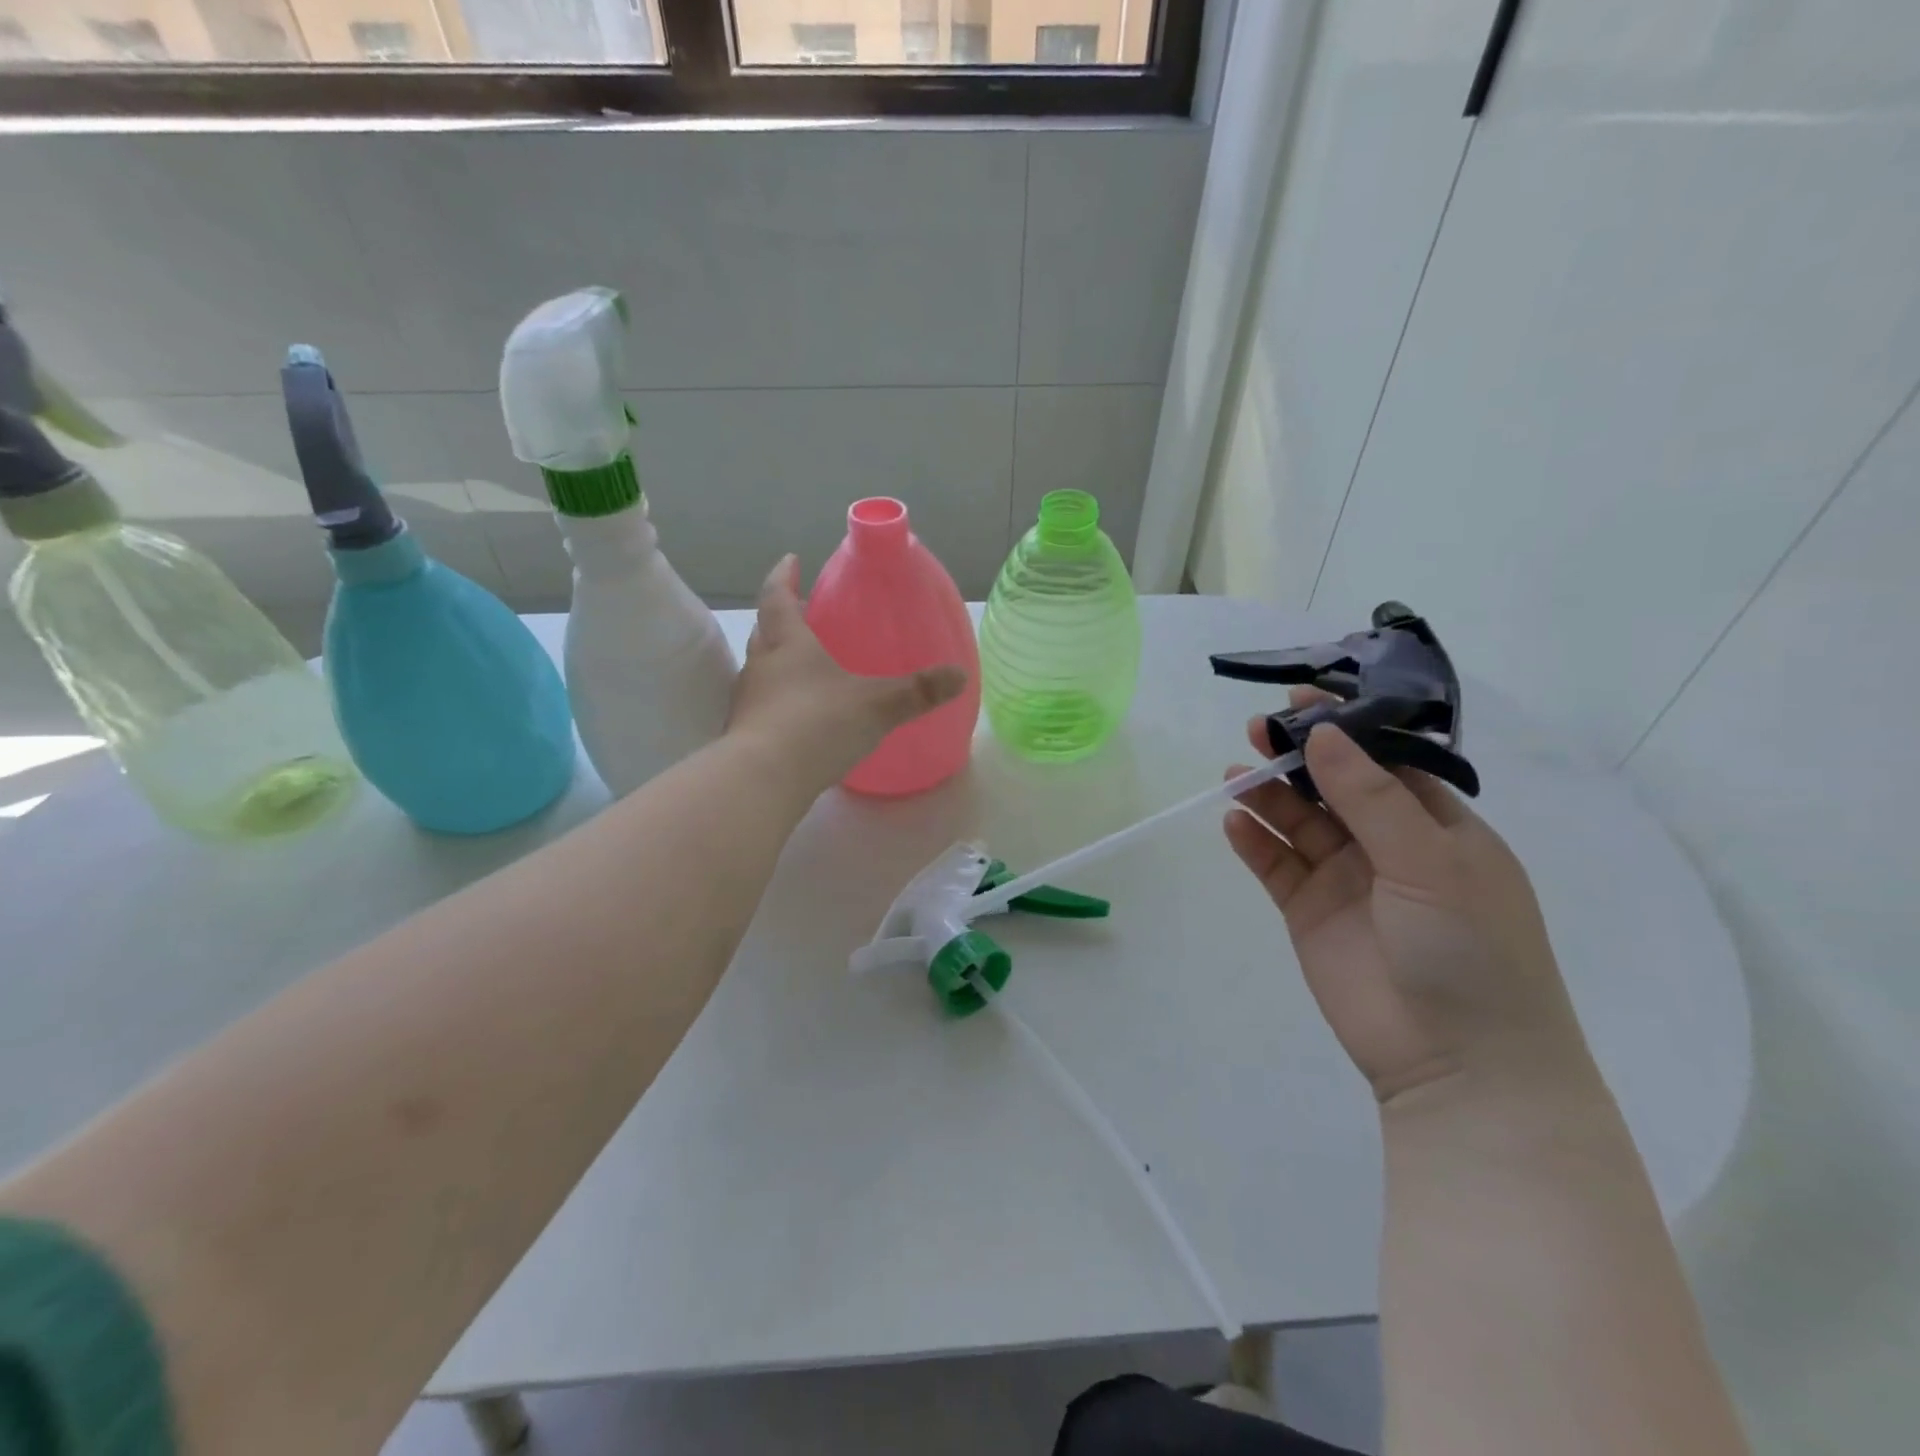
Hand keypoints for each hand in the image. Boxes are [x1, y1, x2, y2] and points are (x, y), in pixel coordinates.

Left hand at [726, 554, 966, 795]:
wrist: (763, 780)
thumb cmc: (819, 724)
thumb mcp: (878, 705)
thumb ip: (918, 691)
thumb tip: (960, 676)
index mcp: (789, 644)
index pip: (779, 597)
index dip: (784, 576)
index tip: (791, 560)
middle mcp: (762, 666)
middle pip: (765, 632)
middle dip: (781, 620)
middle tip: (801, 615)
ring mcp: (748, 703)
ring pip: (760, 671)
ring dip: (777, 663)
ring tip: (804, 669)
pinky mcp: (744, 736)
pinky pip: (763, 707)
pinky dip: (778, 703)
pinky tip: (799, 720)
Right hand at [1223, 695, 1595, 1106]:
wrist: (1458, 1064)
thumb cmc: (1469, 949)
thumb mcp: (1430, 862)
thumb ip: (1370, 797)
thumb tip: (1324, 735)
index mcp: (1436, 827)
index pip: (1384, 761)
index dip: (1345, 727)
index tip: (1302, 698)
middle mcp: (1388, 846)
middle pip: (1332, 786)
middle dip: (1298, 757)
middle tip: (1257, 730)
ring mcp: (1345, 879)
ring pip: (1298, 822)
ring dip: (1268, 795)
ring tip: (1236, 774)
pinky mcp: (1309, 912)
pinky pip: (1276, 865)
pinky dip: (1254, 842)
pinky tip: (1234, 823)